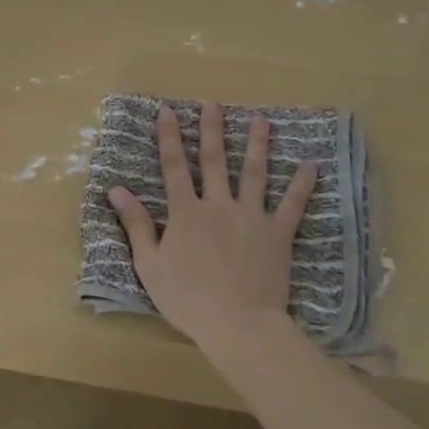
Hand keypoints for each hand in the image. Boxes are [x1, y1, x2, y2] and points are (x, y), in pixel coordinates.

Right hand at [107, 102, 317, 354]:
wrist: (238, 324)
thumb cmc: (188, 298)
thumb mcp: (150, 264)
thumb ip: (137, 224)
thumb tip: (117, 189)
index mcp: (186, 213)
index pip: (174, 167)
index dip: (169, 137)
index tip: (168, 111)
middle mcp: (218, 205)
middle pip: (214, 161)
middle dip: (212, 130)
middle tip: (214, 103)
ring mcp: (251, 216)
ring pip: (254, 173)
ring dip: (257, 144)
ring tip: (261, 119)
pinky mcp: (277, 234)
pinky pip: (292, 204)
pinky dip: (301, 184)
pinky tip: (311, 164)